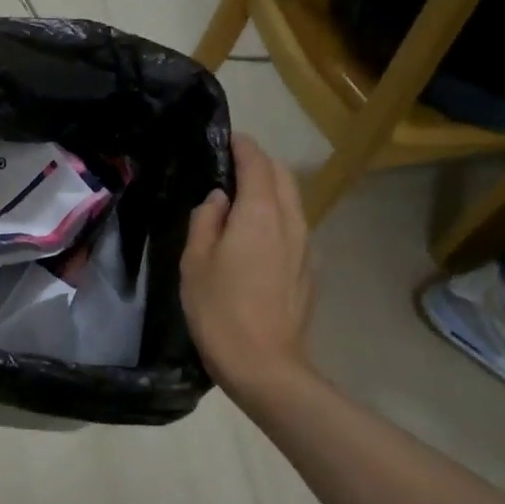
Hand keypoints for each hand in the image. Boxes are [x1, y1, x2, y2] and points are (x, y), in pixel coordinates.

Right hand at [180, 133, 314, 401]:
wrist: (265, 364)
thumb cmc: (219, 309)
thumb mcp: (195, 261)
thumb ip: (206, 221)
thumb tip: (219, 200)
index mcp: (260, 213)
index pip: (257, 163)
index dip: (242, 147)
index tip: (227, 139)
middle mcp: (291, 221)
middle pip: (282, 177)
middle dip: (260, 164)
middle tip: (230, 168)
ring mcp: (305, 246)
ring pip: (292, 201)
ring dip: (271, 190)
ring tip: (242, 198)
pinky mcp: (308, 269)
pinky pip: (294, 226)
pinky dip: (277, 215)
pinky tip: (256, 235)